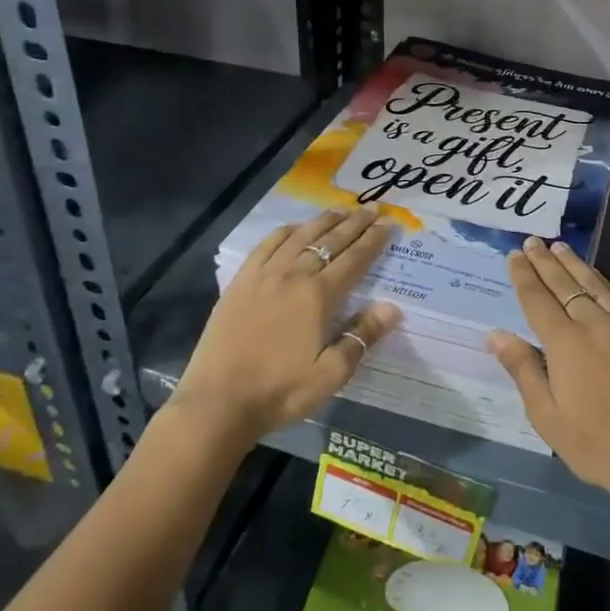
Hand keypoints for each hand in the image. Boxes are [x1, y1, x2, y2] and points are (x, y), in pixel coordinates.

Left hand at [172, 206, 400, 442]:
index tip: (389, 223)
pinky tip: (295, 227)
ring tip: (342, 209)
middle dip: (355, 223)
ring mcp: (264, 275)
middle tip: (373, 207)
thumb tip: (392, 307)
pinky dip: (285, 231)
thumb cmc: (280, 391)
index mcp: (318, 296)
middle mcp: (293, 275)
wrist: (217, 403)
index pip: (355, 259)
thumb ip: (362, 337)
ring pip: (300, 237)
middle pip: (330, 241)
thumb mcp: (330, 374)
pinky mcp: (240, 282)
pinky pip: (267, 245)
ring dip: (324, 220)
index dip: (374, 240)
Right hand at [488, 237, 609, 509]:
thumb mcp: (547, 416)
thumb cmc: (596, 444)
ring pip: (593, 284)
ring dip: (574, 264)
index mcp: (565, 343)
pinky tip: (594, 279)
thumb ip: (523, 369)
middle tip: (532, 241)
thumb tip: (496, 334)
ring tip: (560, 247)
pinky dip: (599, 281)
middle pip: (564, 284)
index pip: (538, 299)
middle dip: (545, 262)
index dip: (524, 276)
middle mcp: (593, 324)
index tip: (514, 255)